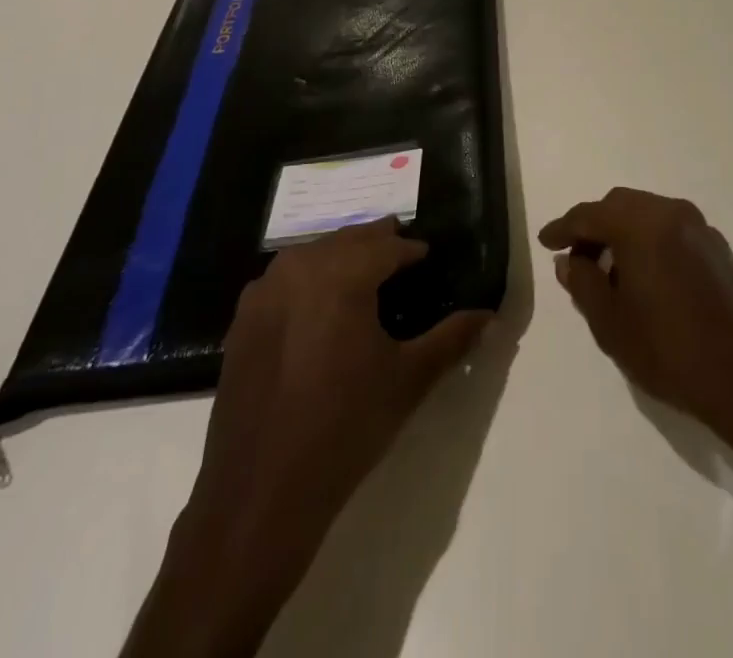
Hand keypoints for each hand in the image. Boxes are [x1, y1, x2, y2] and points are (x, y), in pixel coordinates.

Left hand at [193, 219, 490, 546]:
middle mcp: (300, 267)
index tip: (427, 257)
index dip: (411, 250)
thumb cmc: (345, 427)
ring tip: (363, 272)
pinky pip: (284, 280)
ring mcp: (264, 291)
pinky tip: (318, 305)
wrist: (261, 492)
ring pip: (313, 254)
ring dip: (341, 256)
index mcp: (342, 273)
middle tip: (400, 250)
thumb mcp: (408, 380)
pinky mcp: (242, 319)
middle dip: (376, 243)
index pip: (387, 246)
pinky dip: (308, 279)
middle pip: (347, 241)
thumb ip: (452, 339)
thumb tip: (489, 315)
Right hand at [539, 188, 732, 476]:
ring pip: (647, 215)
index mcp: (641, 224)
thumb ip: (583, 284)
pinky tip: (644, 278)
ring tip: (608, 272)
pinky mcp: (719, 249)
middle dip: (593, 227)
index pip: (590, 214)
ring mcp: (700, 229)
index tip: (545, 242)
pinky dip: (648, 242)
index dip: (563, 228)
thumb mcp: (611, 324)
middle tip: (575, 259)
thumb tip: (570, 260)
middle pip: (620, 206)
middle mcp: (671, 213)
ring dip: (622, 233)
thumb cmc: (672, 352)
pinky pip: (670, 230)